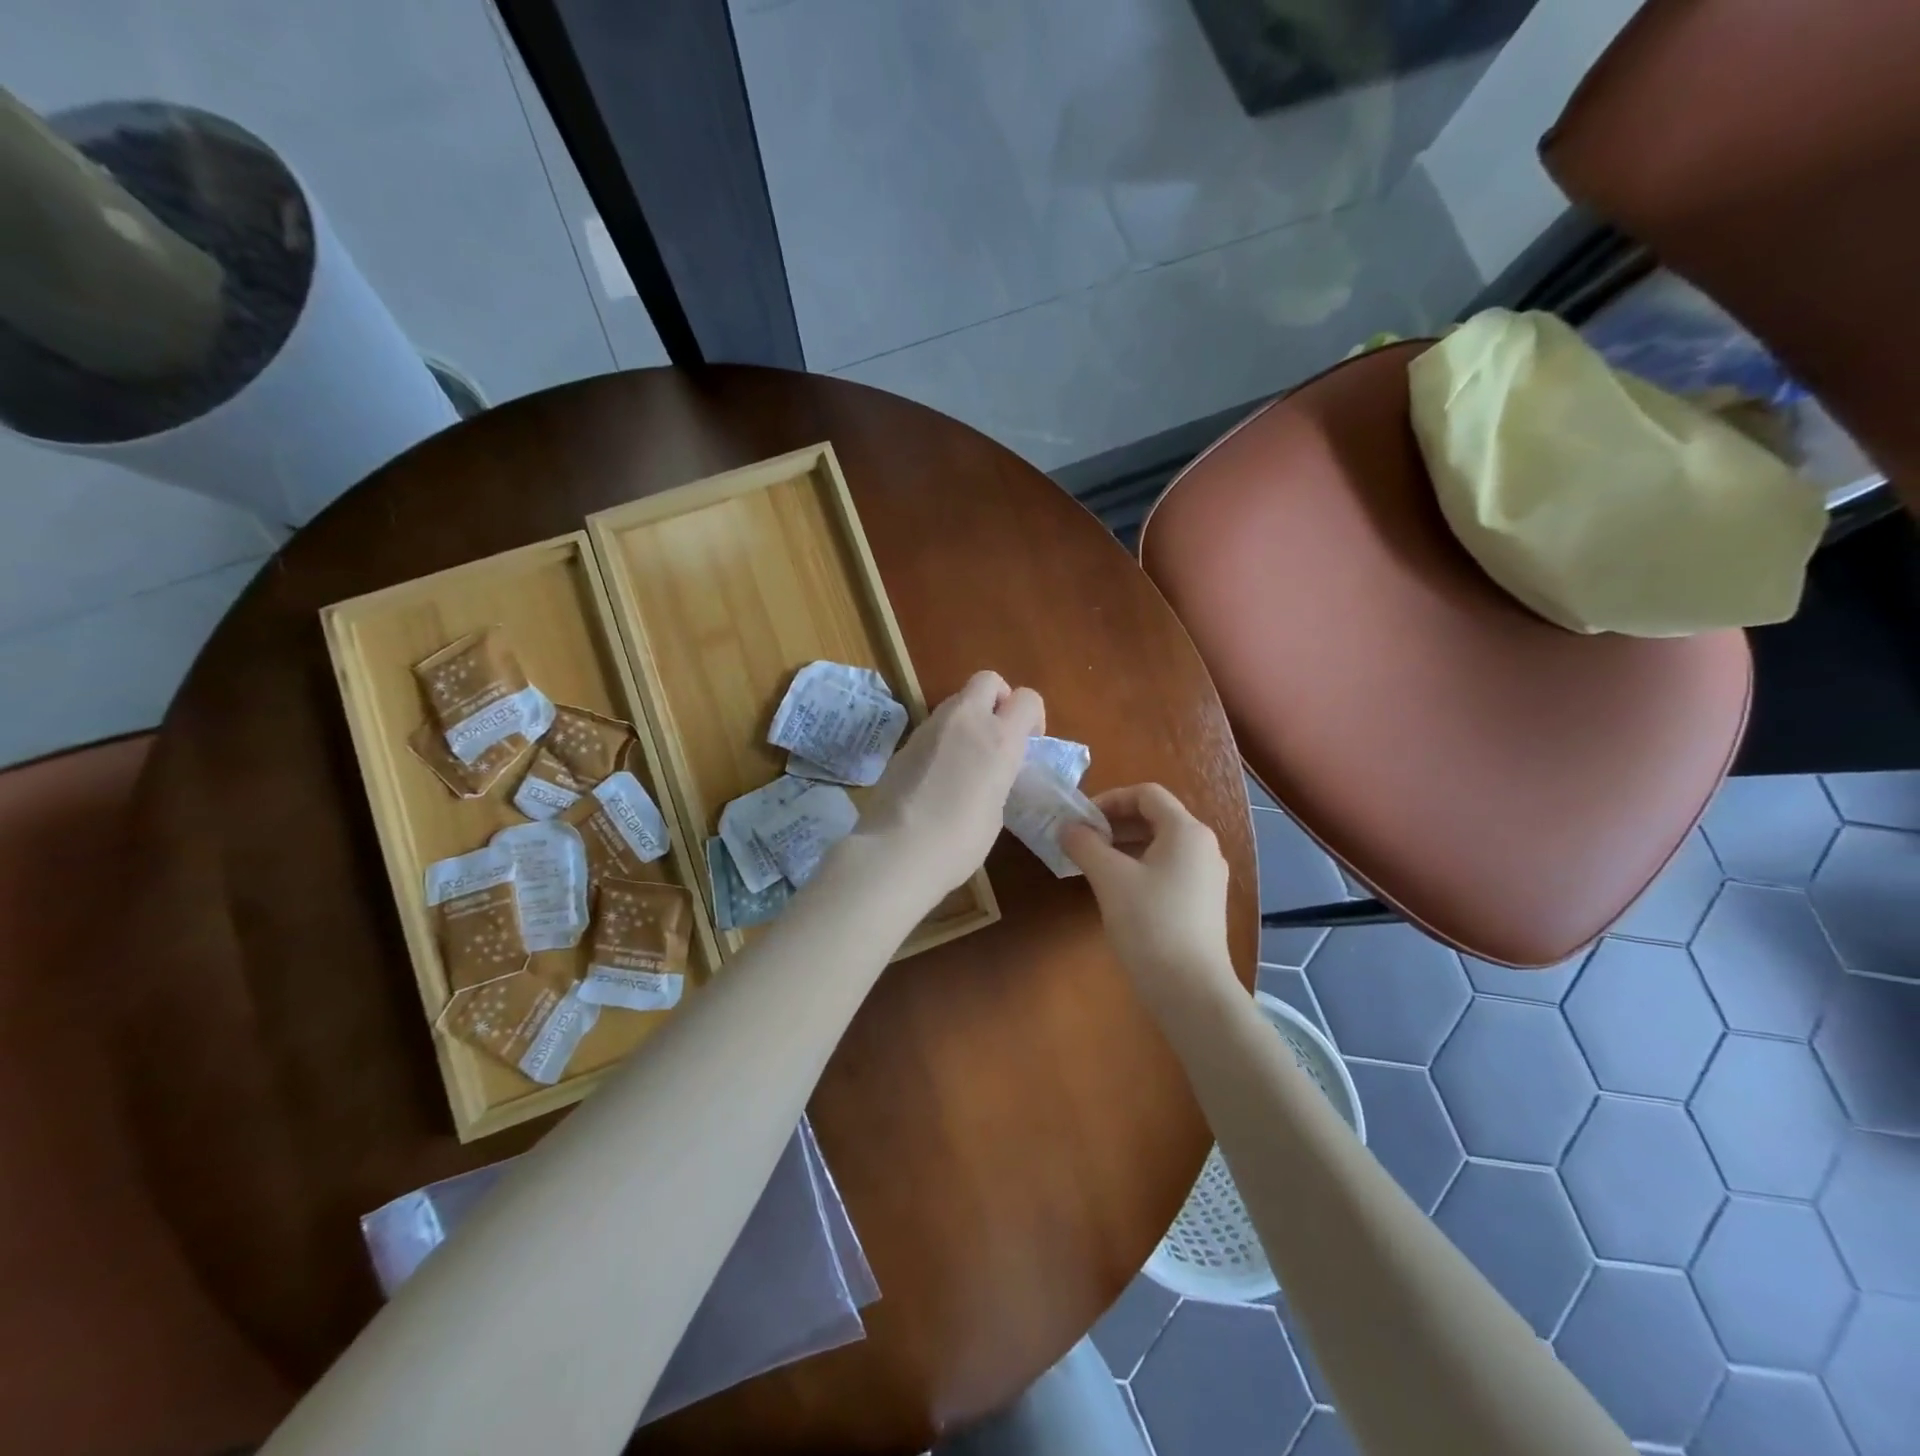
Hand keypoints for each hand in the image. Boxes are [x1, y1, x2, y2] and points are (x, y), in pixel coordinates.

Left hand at [853, 671, 1043, 904]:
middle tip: (997, 733)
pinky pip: (934, 727)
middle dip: (998, 698)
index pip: (1027, 698)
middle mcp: (966, 721)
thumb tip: (988, 771)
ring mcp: (930, 727)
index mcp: (999, 738)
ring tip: (966, 759)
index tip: (1029, 741)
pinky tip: (938, 775)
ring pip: (957, 702)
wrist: (897, 850)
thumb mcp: (996, 808)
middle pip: (988, 680)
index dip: (1032, 716)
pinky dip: (943, 739)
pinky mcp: (905, 742)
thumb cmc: (960, 840)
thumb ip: (997, 776)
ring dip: (968, 718)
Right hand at [1062, 784, 1234, 1006]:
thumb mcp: (1109, 878)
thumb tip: (1067, 827)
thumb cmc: (1150, 923)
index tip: (1081, 819)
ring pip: (1161, 845)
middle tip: (1082, 840)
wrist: (1191, 989)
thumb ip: (1085, 844)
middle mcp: (1203, 847)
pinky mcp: (1203, 903)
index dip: (1110, 799)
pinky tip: (1117, 890)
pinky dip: (1140, 867)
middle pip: (1156, 817)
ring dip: (1125, 846)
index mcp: (1187, 831)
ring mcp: (1207, 876)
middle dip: (1115, 823)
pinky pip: (1168, 869)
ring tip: (1093, 864)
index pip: (1147, 794)